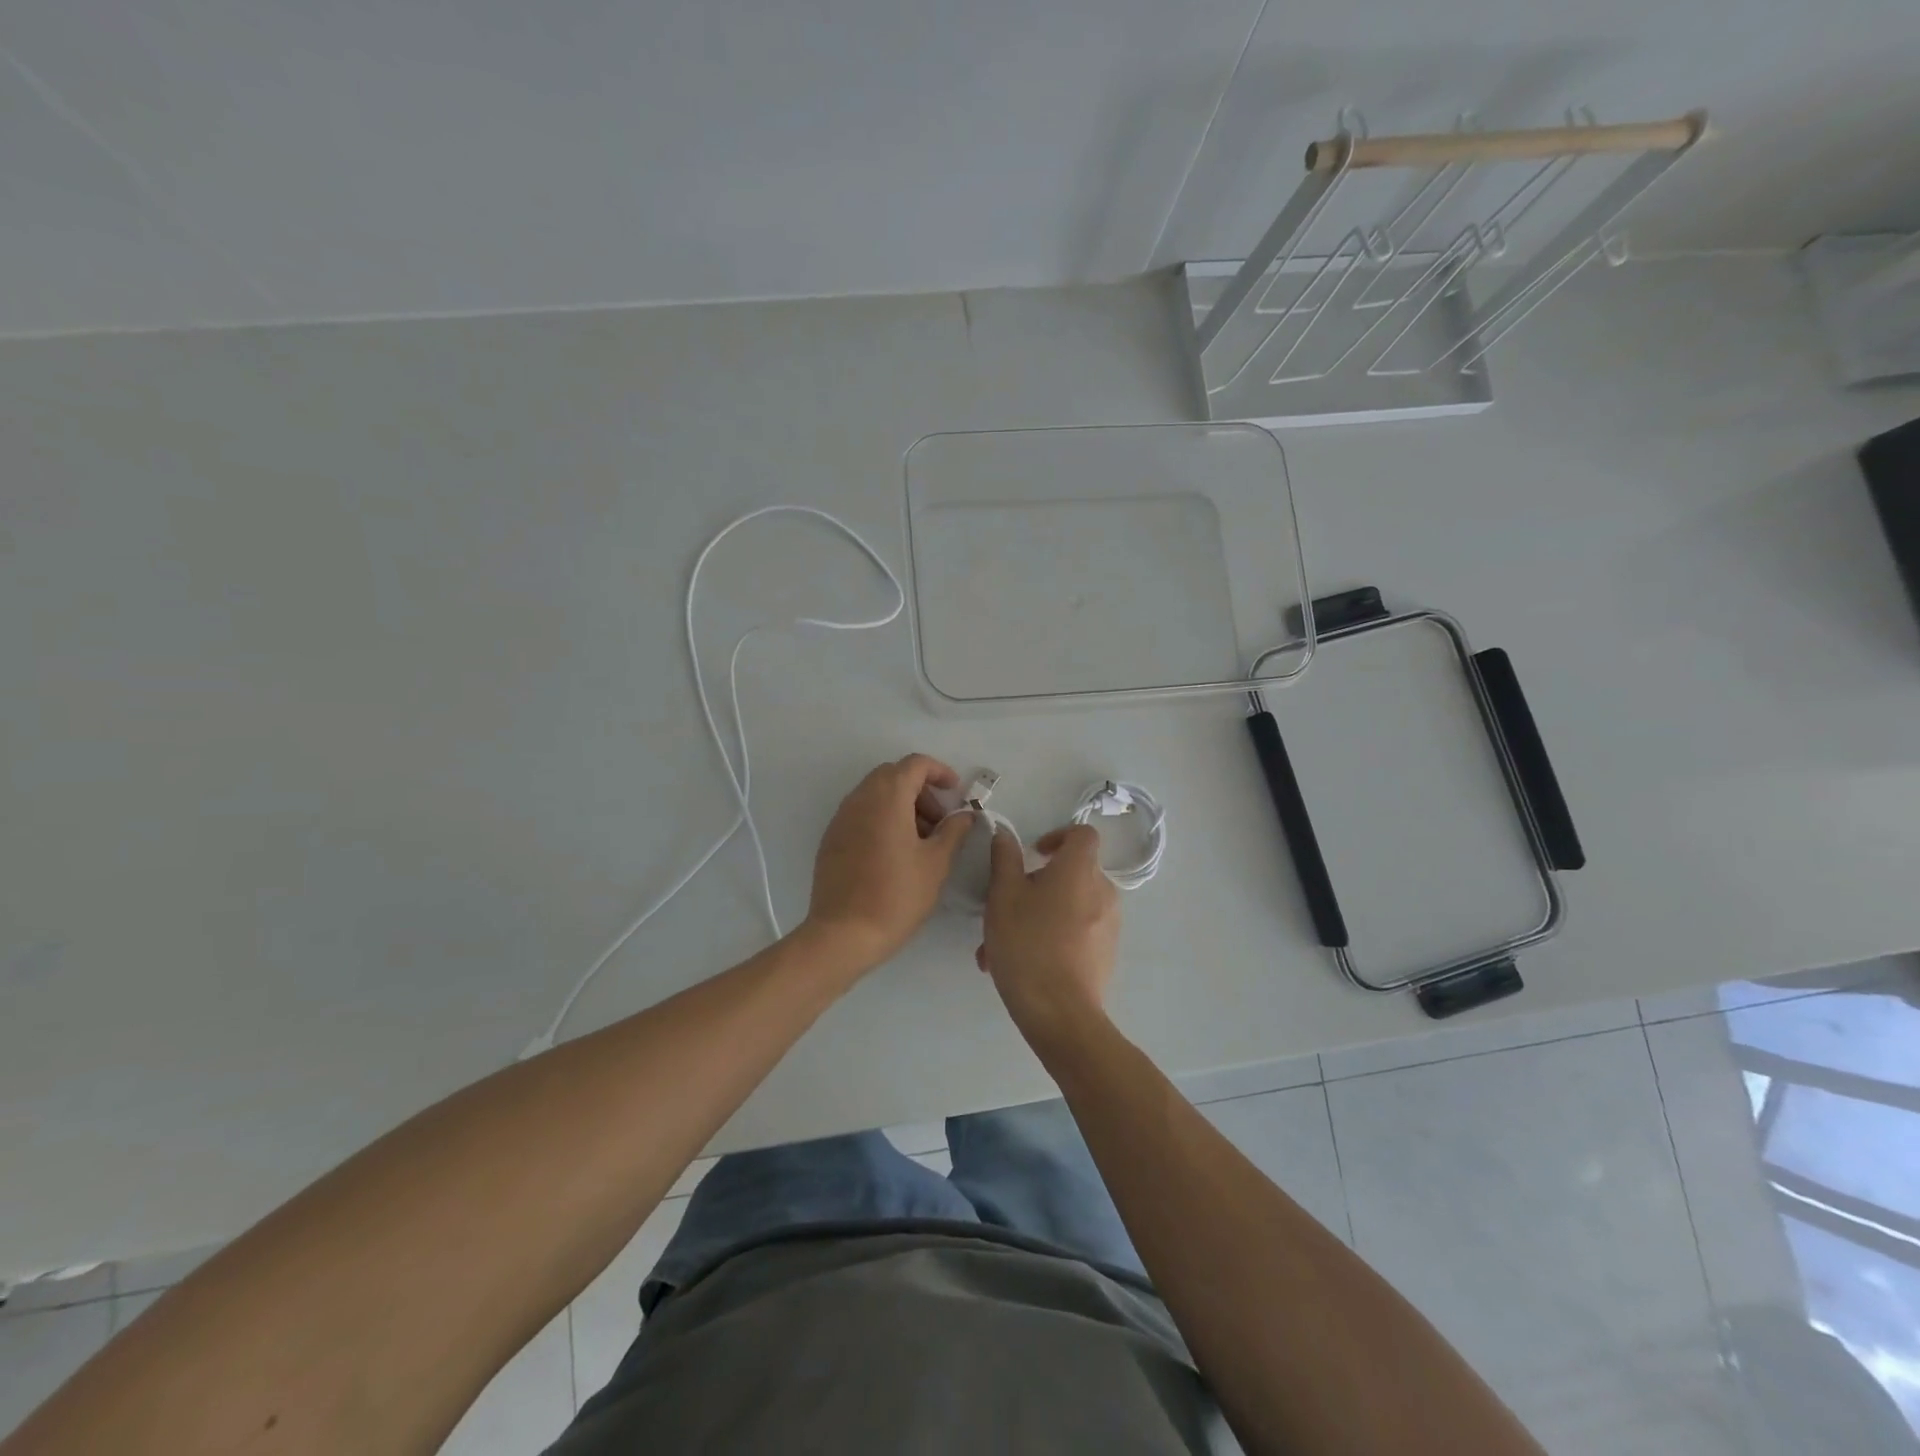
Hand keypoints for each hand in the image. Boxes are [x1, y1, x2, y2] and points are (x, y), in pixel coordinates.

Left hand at [803, 754, 972, 971]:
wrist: (843, 934)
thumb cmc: (897, 895)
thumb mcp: (936, 863)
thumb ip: (954, 831)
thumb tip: (964, 815)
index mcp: (887, 797)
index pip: (915, 764)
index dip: (939, 772)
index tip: (955, 793)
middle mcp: (860, 799)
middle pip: (893, 775)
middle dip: (920, 790)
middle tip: (940, 821)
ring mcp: (841, 818)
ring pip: (875, 794)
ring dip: (901, 805)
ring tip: (921, 841)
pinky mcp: (831, 838)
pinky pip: (861, 814)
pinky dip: (882, 819)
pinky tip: (895, 853)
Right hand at [977, 824, 1118, 1050]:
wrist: (1060, 1012)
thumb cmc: (1027, 944)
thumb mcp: (1003, 896)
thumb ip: (1004, 859)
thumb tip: (1006, 835)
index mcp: (1080, 870)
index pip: (1082, 834)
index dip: (1058, 836)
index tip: (1033, 855)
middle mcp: (1102, 891)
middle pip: (1072, 873)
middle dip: (1036, 885)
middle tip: (1003, 908)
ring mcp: (1109, 924)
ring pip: (1068, 907)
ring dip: (1036, 917)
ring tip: (998, 947)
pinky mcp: (1106, 953)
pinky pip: (1076, 933)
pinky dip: (1051, 938)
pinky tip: (1019, 965)